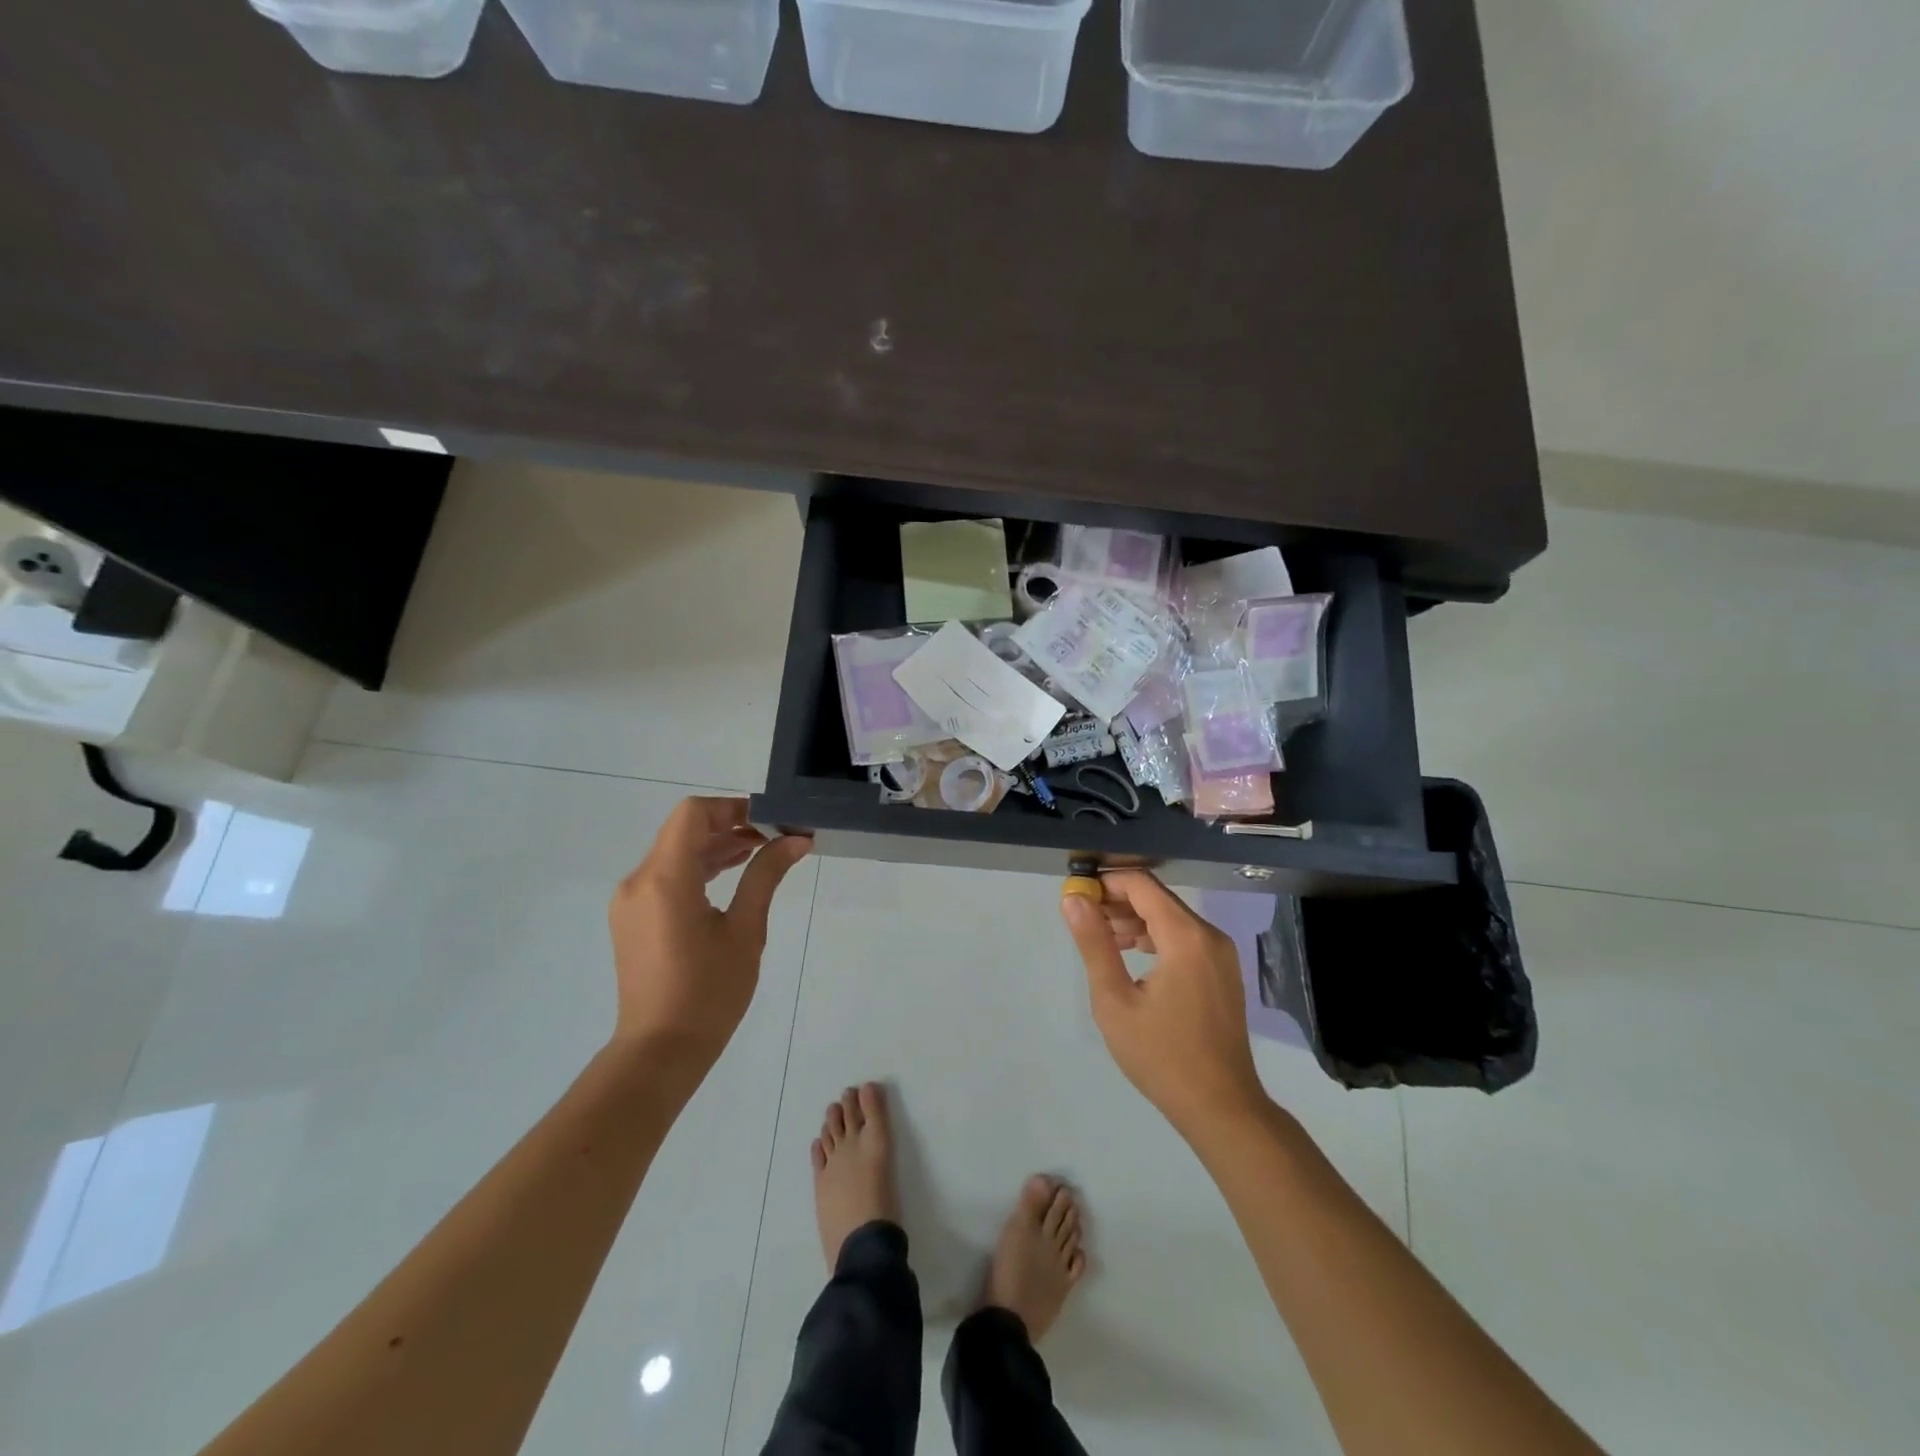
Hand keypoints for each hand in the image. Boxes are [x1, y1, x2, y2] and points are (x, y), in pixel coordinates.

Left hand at [608, 798, 810, 1082]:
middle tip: (774, 836)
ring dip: (714, 845)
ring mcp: (630, 900)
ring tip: (759, 852)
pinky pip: (665, 874)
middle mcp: (639, 880)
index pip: (693, 814)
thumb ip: (765, 876)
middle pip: (683, 830)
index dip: (732, 807)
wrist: (660, 1050)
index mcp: (665, 879)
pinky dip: (697, 867)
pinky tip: (729, 876)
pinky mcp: (632, 916)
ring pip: (674, 851)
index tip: (770, 821)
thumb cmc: (709, 992)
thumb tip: (796, 840)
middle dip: (729, 825)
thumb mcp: (746, 931)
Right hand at [1060, 870, 1267, 1137]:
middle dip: (1118, 901)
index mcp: (1186, 937)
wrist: (1221, 1107)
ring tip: (1102, 938)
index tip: (1076, 895)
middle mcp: (1209, 935)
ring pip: (1171, 917)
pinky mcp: (1223, 971)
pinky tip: (1132, 954)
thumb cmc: (1161, 1056)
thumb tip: (1073, 900)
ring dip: (1135, 919)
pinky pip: (1185, 937)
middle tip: (1083, 919)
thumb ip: (1094, 944)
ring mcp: (1221, 953)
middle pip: (1158, 898)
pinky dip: (1156, 936)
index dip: (1106, 883)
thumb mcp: (1115, 1000)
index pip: (1141, 885)